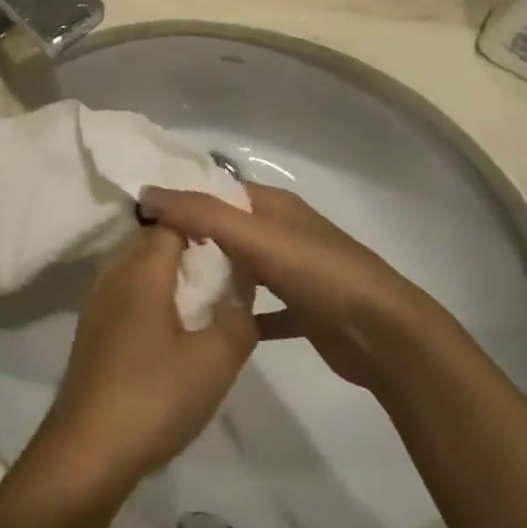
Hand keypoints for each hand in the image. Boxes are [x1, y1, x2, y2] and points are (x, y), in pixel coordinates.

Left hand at [32, 228, 256, 490]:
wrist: (87, 452)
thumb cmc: (155, 396)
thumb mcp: (215, 360)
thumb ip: (239, 318)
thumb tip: (243, 289)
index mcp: (142, 269)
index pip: (173, 221)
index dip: (205, 222)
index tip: (236, 232)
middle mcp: (114, 275)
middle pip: (153, 241)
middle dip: (190, 246)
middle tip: (230, 261)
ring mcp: (99, 304)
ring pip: (139, 269)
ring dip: (171, 274)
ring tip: (210, 292)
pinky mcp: (94, 333)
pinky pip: (129, 295)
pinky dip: (154, 297)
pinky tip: (177, 326)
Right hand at [139, 184, 429, 392]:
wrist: (386, 336)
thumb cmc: (319, 274)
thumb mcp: (256, 237)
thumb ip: (202, 214)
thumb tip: (149, 194)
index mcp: (274, 206)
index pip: (217, 191)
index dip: (181, 198)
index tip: (141, 217)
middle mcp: (283, 232)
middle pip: (227, 229)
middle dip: (191, 239)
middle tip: (145, 258)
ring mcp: (295, 272)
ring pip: (242, 268)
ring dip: (213, 276)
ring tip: (166, 291)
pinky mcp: (303, 311)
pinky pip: (261, 309)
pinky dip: (239, 314)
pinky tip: (210, 329)